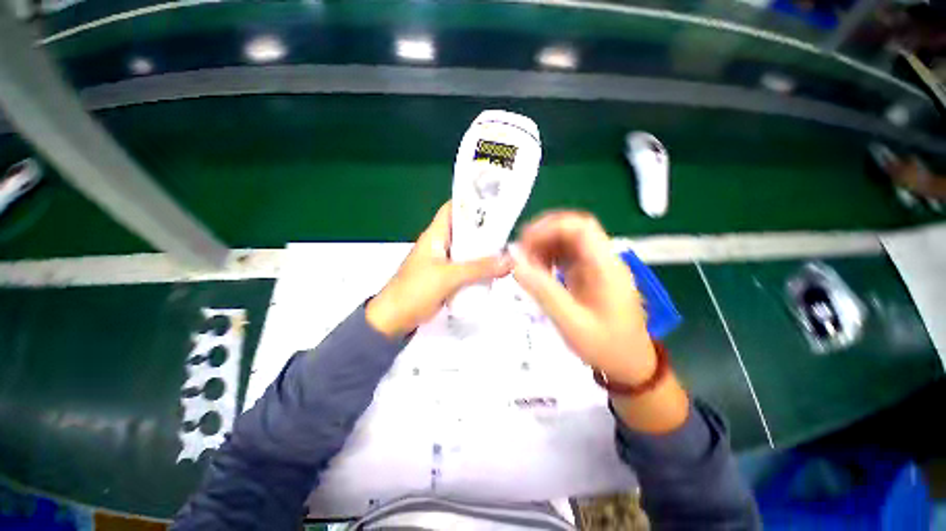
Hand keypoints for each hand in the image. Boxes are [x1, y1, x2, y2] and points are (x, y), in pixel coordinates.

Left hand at [366, 201, 512, 337]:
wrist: (394, 319)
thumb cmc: (415, 290)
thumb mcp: (448, 276)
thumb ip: (478, 268)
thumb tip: (509, 261)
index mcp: (435, 235)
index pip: (452, 209)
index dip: (471, 202)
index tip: (495, 202)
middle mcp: (440, 244)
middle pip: (464, 230)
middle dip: (484, 229)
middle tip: (508, 230)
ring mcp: (443, 261)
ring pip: (467, 250)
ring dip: (483, 251)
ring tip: (507, 249)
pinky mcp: (446, 277)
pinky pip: (466, 267)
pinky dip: (479, 267)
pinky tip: (495, 270)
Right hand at [509, 211, 655, 384]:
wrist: (630, 365)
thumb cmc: (605, 346)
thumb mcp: (571, 322)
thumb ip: (543, 291)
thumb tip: (515, 264)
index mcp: (606, 267)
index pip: (581, 227)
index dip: (550, 227)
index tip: (525, 243)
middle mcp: (603, 259)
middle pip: (573, 229)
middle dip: (543, 234)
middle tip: (520, 253)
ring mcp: (597, 265)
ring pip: (567, 240)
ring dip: (543, 245)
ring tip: (525, 263)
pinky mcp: (590, 274)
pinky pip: (566, 255)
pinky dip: (548, 257)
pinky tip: (537, 271)